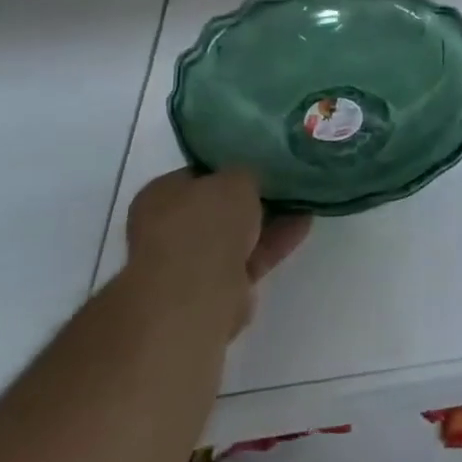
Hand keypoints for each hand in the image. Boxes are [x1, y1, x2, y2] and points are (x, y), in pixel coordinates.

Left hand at [124, 168, 311, 335]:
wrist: (198, 295)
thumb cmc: (207, 223)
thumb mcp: (236, 179)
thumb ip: (244, 175)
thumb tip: (247, 182)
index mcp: (159, 195)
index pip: (197, 175)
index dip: (229, 169)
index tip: (258, 166)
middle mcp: (167, 229)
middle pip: (217, 209)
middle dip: (250, 200)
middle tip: (283, 185)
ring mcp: (189, 263)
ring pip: (235, 236)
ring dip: (267, 222)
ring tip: (303, 203)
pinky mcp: (214, 289)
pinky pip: (248, 258)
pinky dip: (273, 244)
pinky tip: (302, 226)